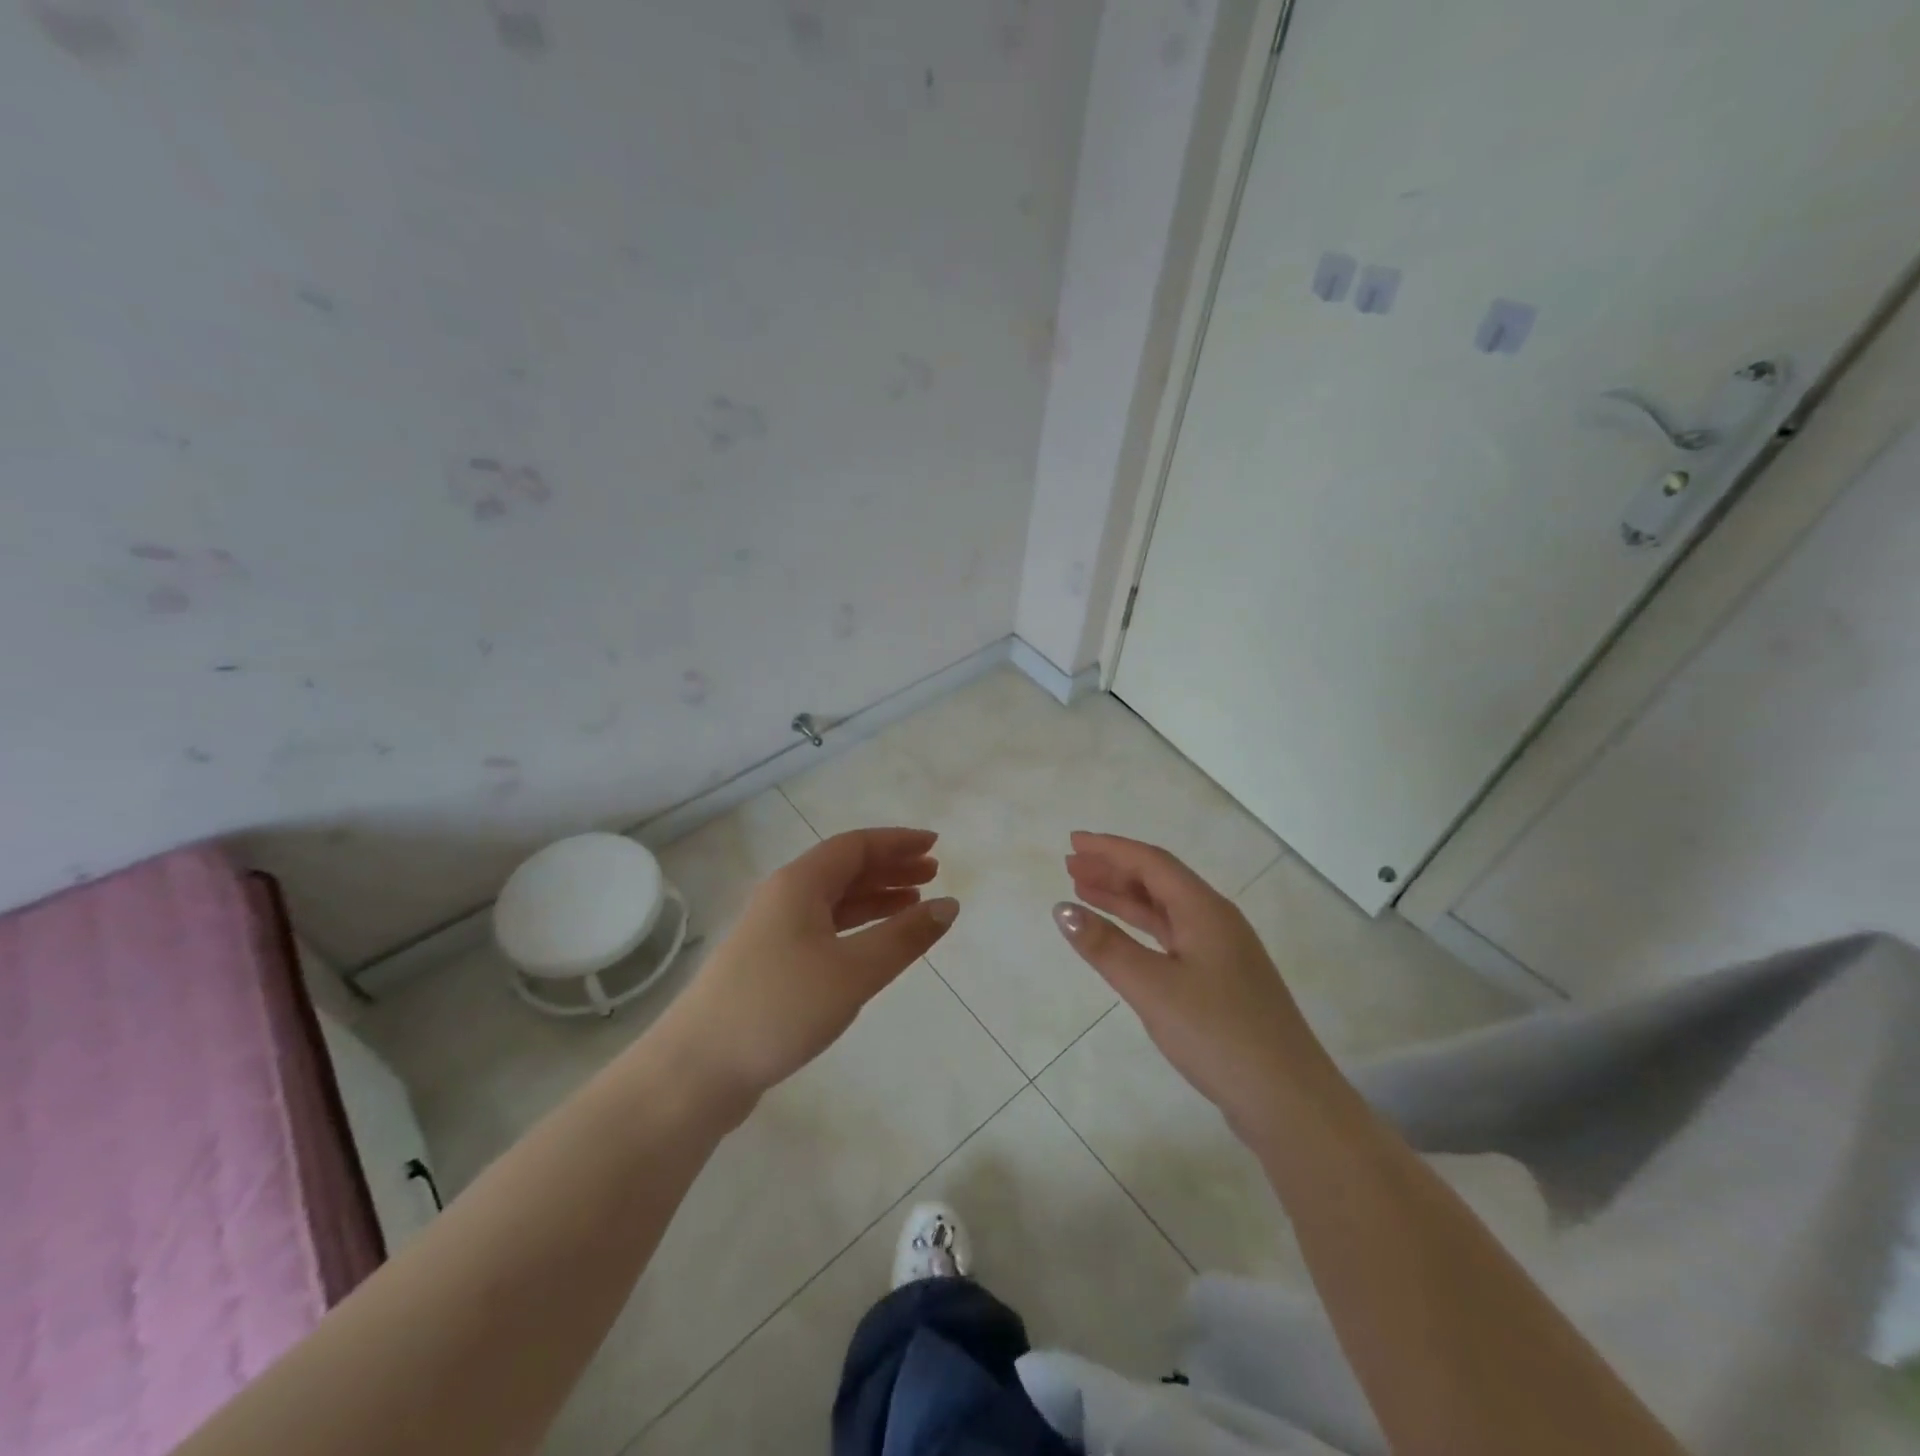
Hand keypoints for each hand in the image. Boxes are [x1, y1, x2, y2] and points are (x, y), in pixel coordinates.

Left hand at [658, 828, 958, 1112]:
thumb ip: (904, 938)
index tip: (935, 845)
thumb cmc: (780, 1007)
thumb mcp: (853, 971)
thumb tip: (950, 905)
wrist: (698, 1068)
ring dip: (875, 898)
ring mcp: (773, 931)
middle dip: (890, 867)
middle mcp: (784, 897)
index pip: (856, 846)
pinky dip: (856, 927)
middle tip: (932, 873)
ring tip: (914, 904)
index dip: (897, 842)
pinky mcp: (769, 964)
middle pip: (844, 869)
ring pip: (834, 901)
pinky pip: (824, 928)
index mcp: (799, 883)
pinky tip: (874, 944)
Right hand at [1053, 832, 1333, 1135]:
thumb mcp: (1153, 988)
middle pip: (1160, 881)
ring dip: (1125, 899)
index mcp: (1205, 911)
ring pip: (1166, 911)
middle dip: (1114, 870)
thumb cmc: (1218, 1034)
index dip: (1110, 849)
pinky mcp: (1222, 981)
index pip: (1152, 863)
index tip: (1074, 842)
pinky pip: (1173, 937)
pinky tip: (1122, 939)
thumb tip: (1062, 909)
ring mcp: (1222, 952)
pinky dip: (1141, 930)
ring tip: (1085, 893)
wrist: (1288, 1100)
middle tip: (1071, 866)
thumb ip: (1106, 946)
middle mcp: (1216, 921)